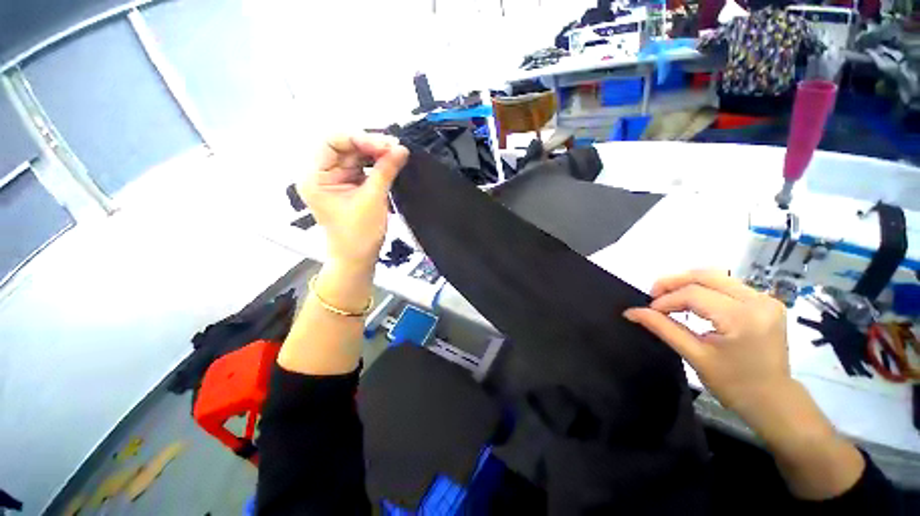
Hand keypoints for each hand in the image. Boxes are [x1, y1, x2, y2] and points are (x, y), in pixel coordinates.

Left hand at [297, 133, 408, 269]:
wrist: (358, 258)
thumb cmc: (359, 234)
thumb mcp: (373, 200)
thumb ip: (385, 171)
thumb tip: (401, 149)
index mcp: (316, 176)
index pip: (332, 142)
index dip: (358, 138)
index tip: (385, 144)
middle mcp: (323, 174)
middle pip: (345, 147)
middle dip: (371, 144)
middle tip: (396, 147)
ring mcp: (337, 179)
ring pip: (356, 156)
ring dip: (377, 153)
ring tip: (397, 153)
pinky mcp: (350, 186)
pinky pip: (363, 168)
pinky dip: (378, 164)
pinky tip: (391, 162)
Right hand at [623, 270, 791, 419]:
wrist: (774, 400)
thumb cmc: (733, 384)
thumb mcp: (694, 355)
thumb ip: (663, 328)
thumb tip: (631, 312)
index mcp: (743, 318)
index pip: (694, 294)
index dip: (666, 300)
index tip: (648, 311)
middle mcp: (758, 301)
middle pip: (706, 275)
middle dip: (673, 282)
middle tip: (653, 295)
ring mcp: (766, 299)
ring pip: (716, 276)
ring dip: (687, 283)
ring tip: (669, 298)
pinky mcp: (766, 302)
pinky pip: (727, 285)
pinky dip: (704, 289)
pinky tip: (692, 301)